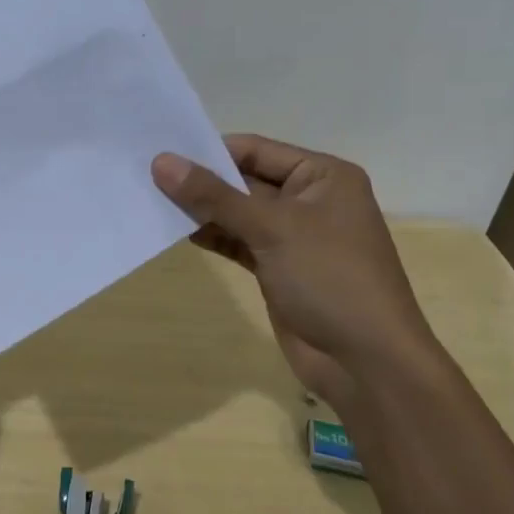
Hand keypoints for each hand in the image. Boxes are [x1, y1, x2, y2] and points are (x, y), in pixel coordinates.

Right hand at [151, 135, 437, 402]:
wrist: (366, 363)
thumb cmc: (329, 279)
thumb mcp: (271, 228)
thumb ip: (214, 195)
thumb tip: (161, 162)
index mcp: (323, 176)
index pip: (255, 150)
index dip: (210, 151)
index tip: (161, 153)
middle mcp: (310, 199)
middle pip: (245, 179)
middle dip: (202, 181)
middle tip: (148, 176)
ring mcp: (294, 236)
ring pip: (239, 212)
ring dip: (203, 210)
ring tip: (154, 202)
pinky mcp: (279, 268)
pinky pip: (240, 241)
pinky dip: (214, 236)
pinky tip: (180, 233)